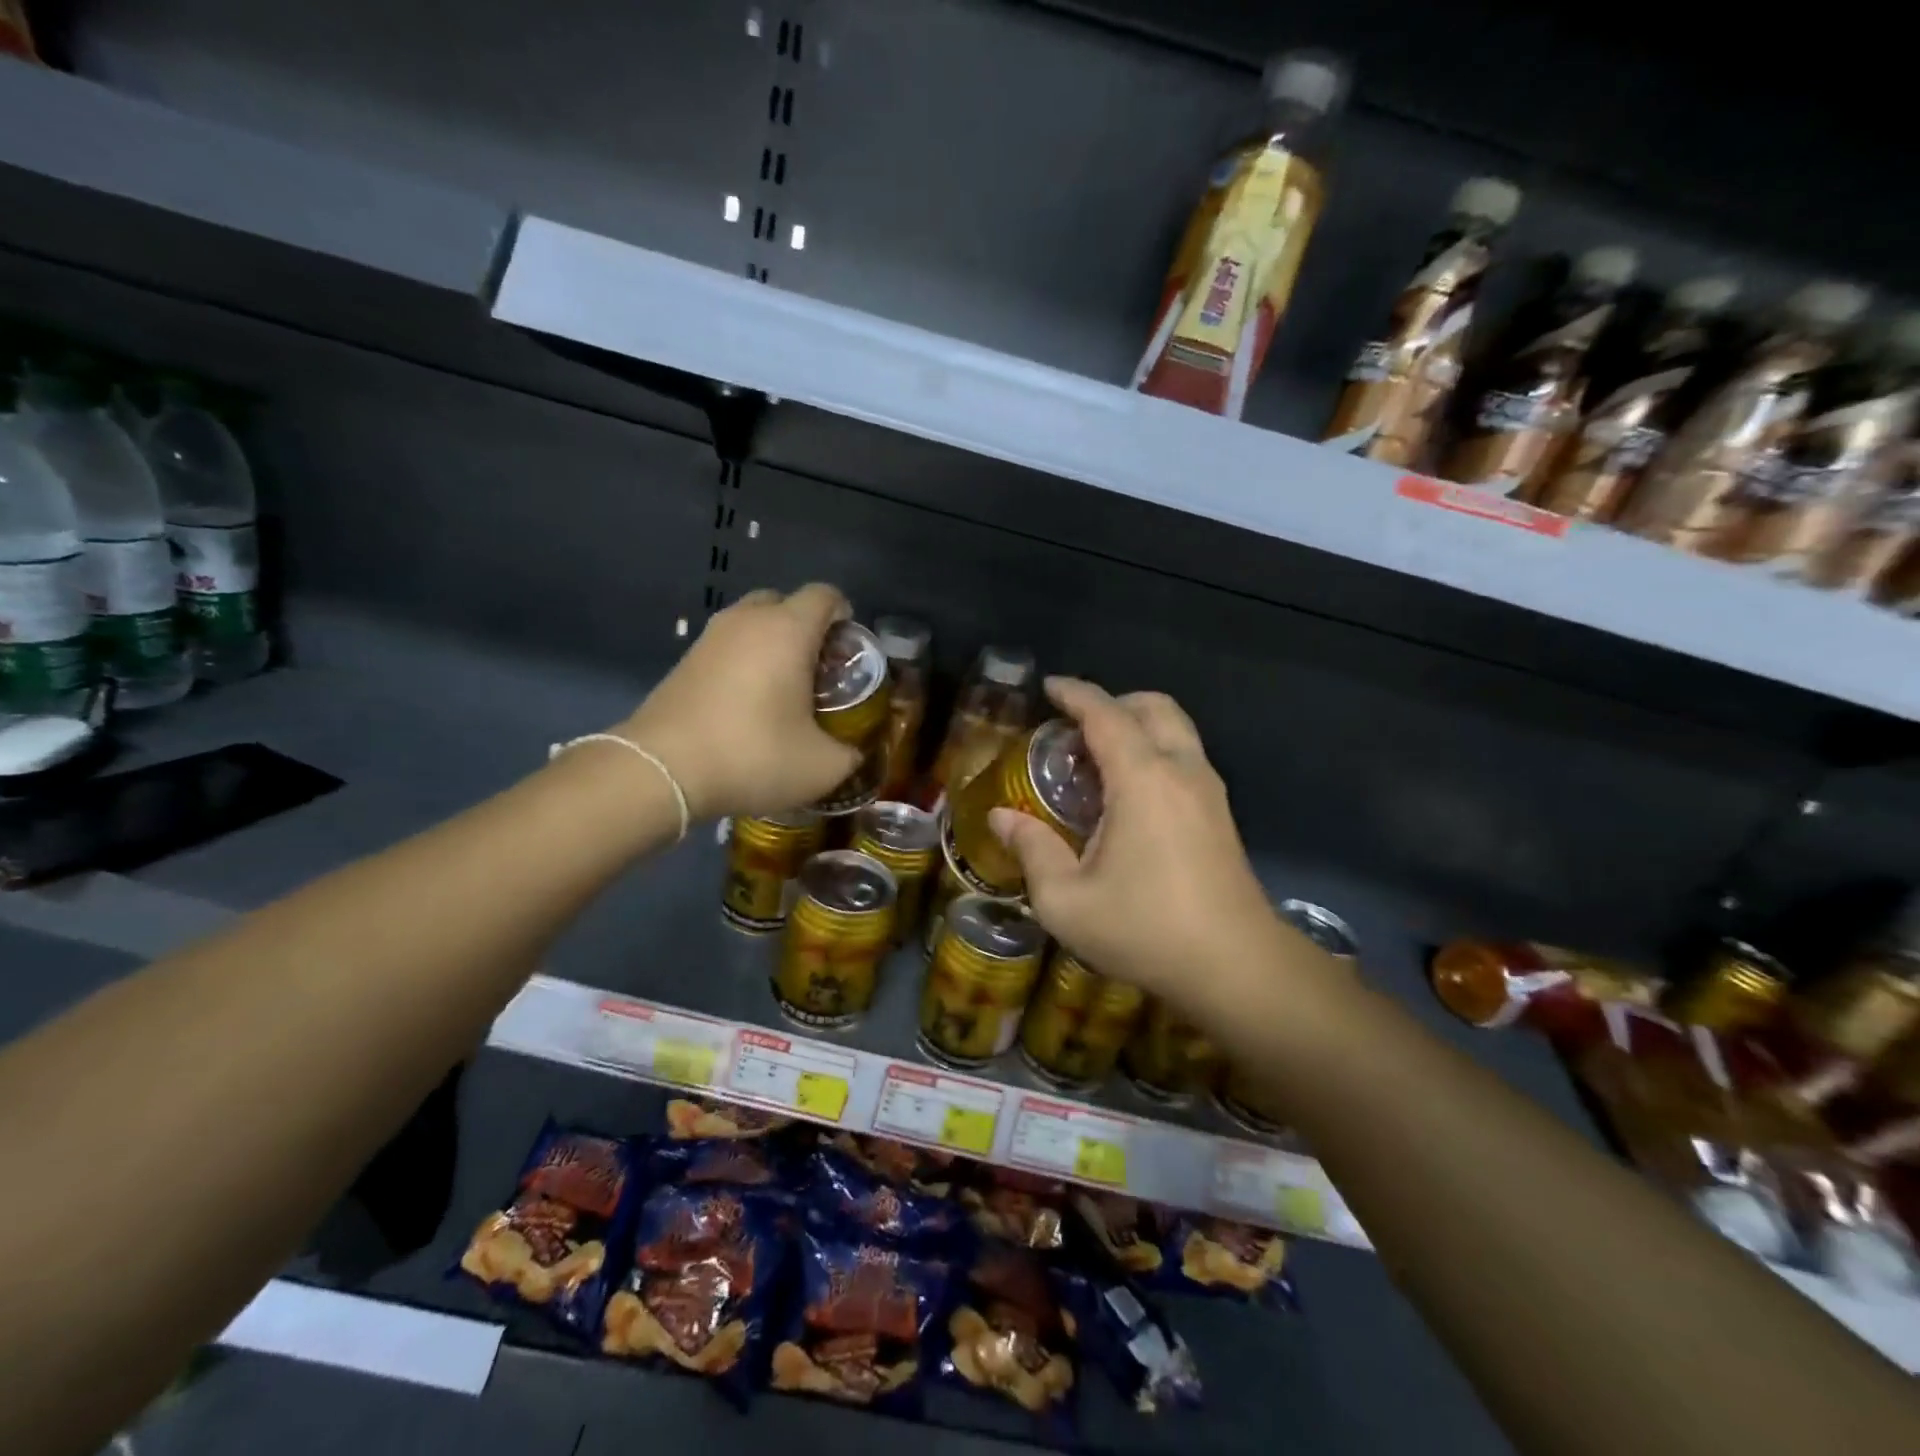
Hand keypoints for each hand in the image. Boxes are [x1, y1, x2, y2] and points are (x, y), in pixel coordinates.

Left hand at [617, 584, 861, 820]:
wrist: (662, 770)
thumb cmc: (754, 755)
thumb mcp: (821, 768)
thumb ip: (849, 754)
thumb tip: (851, 752)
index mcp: (788, 630)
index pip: (826, 596)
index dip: (845, 616)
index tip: (848, 651)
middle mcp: (748, 620)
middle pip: (785, 603)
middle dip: (807, 628)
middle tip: (817, 670)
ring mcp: (710, 637)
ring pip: (752, 623)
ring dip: (772, 645)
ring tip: (782, 690)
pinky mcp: (684, 660)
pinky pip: (727, 647)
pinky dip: (743, 662)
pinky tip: (747, 704)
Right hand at [988, 679, 1291, 1019]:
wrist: (1237, 967)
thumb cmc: (1145, 929)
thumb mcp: (1067, 900)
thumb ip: (1032, 850)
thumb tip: (1002, 818)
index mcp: (1143, 778)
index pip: (1105, 714)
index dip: (1075, 693)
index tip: (1049, 687)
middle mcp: (1182, 770)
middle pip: (1153, 707)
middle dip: (1113, 702)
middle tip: (1074, 728)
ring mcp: (1209, 791)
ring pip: (1176, 730)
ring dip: (1137, 728)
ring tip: (1097, 761)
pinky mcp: (1221, 815)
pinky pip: (1185, 758)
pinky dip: (1155, 753)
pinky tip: (1128, 796)